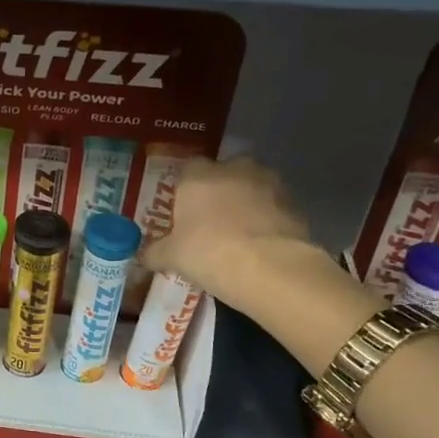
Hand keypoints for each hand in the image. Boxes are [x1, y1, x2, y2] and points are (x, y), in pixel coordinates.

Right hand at [139, 155, 317, 310]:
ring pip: (251, 187)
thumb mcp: (172, 257)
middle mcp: (234, 170)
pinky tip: (259, 245)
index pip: (187, 168)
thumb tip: (144, 256)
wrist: (272, 269)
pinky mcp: (294, 203)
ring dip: (245, 203)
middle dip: (217, 191)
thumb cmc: (209, 253)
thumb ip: (156, 252)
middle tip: (210, 221)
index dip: (184, 188)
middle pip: (223, 173)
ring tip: (238, 235)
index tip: (182, 210)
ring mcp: (269, 184)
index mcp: (198, 176)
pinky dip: (266, 220)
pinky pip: (272, 207)